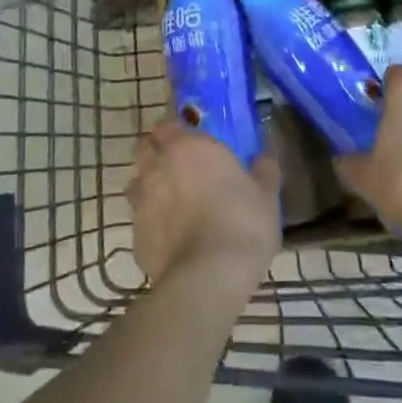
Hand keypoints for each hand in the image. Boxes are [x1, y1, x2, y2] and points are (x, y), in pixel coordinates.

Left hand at [127, 120, 281, 287]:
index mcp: (188, 147)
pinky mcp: (136, 237)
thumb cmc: (241, 224)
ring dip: (149, 187)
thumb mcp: (266, 195)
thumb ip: (263, 170)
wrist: (209, 279)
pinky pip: (139, 221)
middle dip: (157, 152)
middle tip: (179, 166)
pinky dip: (151, 223)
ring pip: (136, 184)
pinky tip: (170, 237)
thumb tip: (263, 158)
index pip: (167, 123)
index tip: (190, 139)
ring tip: (171, 202)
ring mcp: (142, 202)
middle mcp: (158, 167)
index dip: (175, 129)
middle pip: (145, 148)